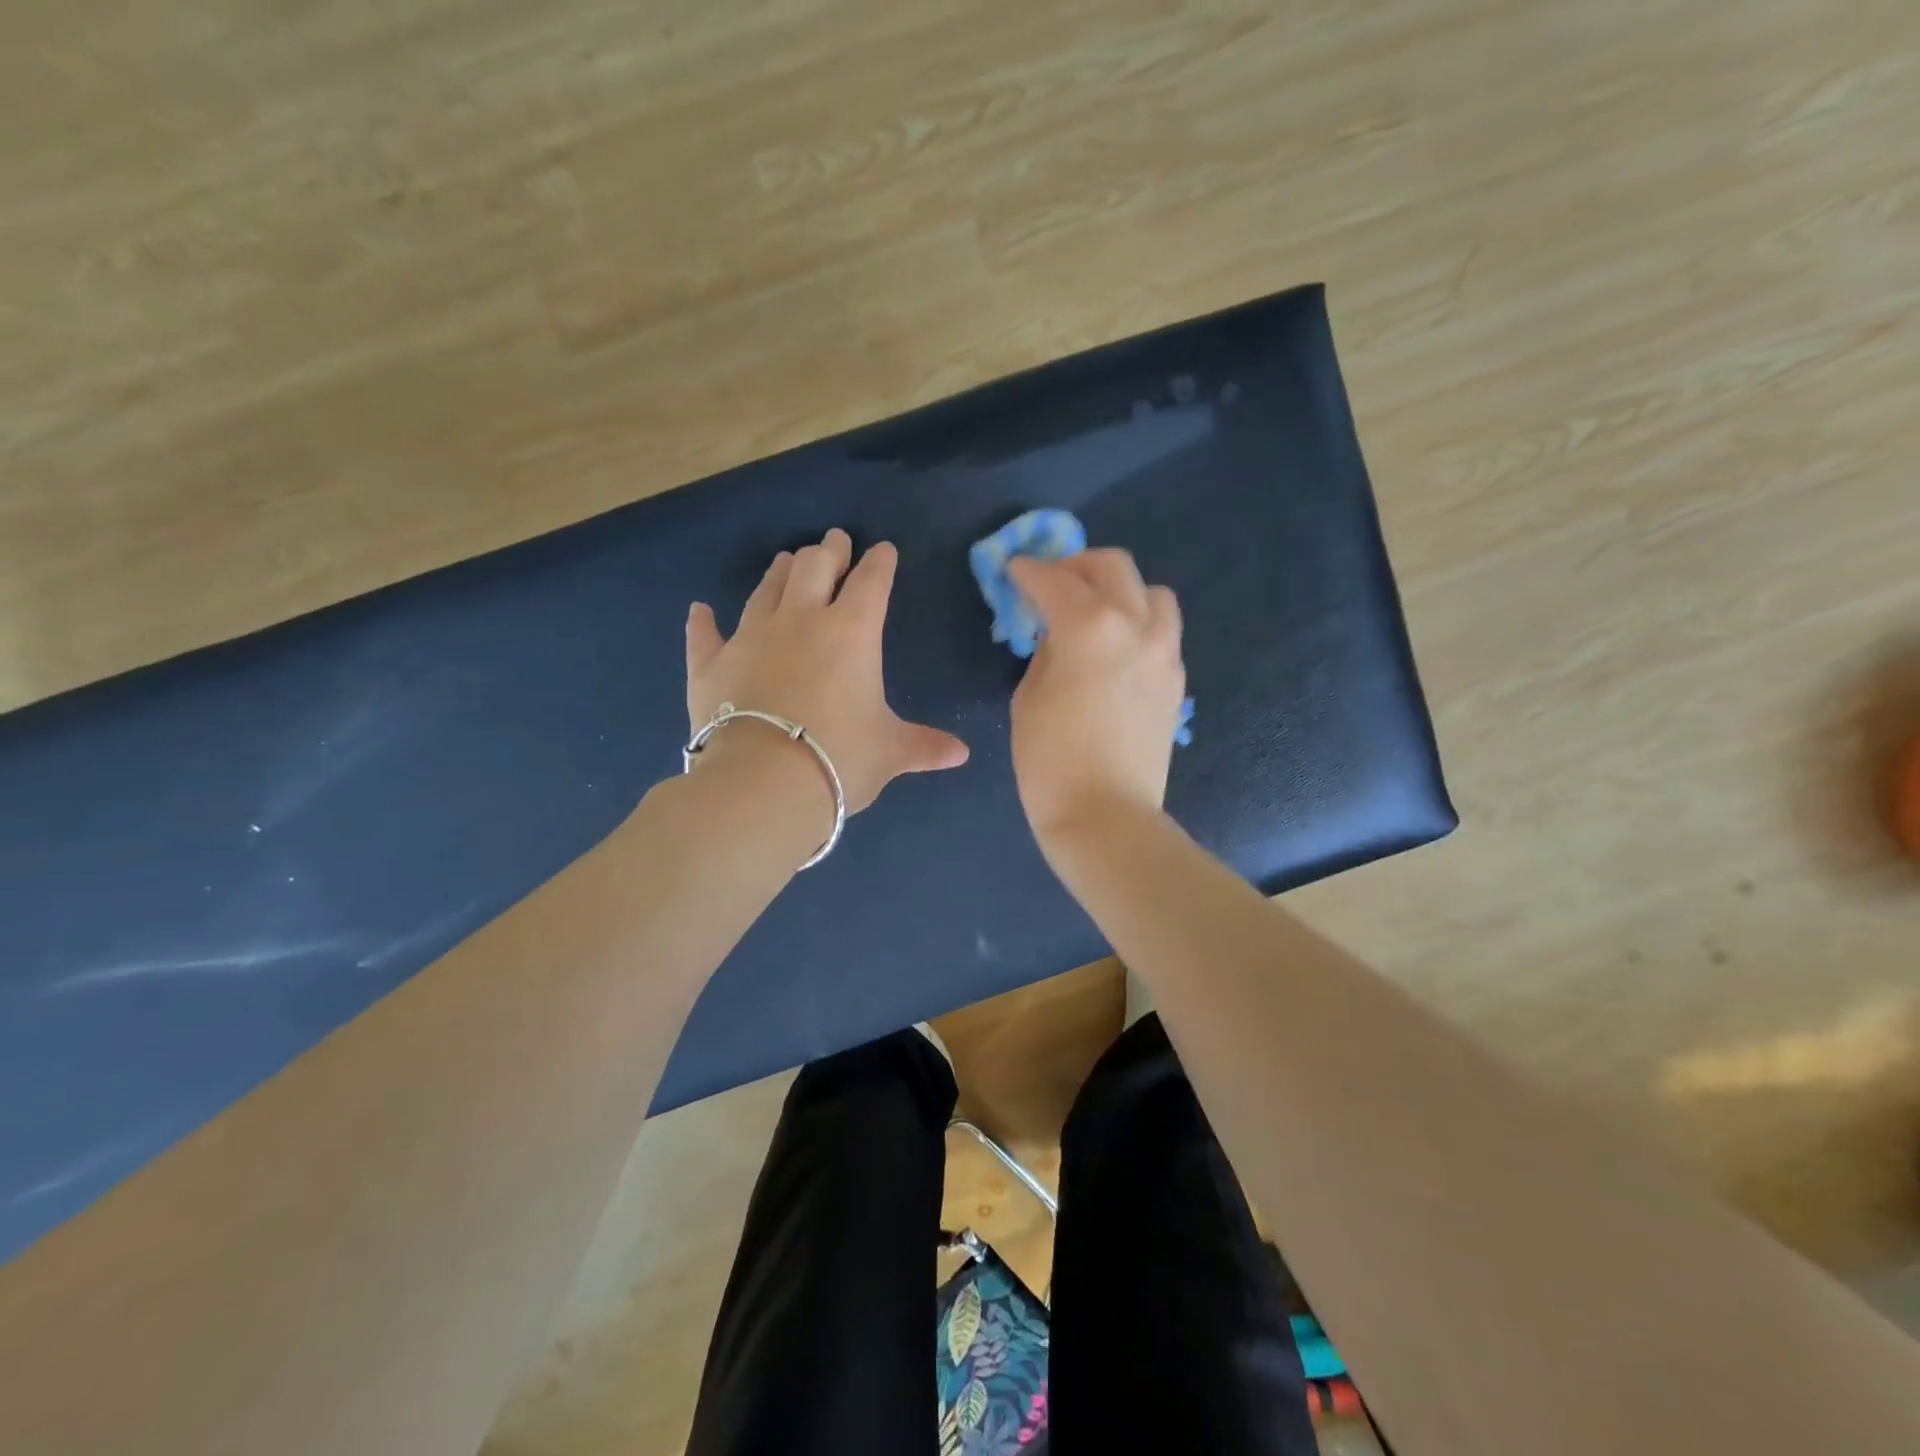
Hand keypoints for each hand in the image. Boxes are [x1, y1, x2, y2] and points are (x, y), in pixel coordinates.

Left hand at [686, 529, 969, 817]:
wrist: (763, 782)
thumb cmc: (839, 758)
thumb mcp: (890, 752)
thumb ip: (924, 746)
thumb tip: (962, 755)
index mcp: (851, 633)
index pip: (871, 583)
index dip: (879, 563)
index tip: (883, 550)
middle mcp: (800, 621)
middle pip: (814, 569)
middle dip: (829, 551)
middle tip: (835, 541)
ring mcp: (750, 638)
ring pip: (766, 591)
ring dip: (780, 573)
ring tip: (787, 559)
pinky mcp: (711, 664)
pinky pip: (706, 635)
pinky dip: (704, 622)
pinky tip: (700, 610)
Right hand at [1007, 550, 1186, 840]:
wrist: (1105, 814)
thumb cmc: (1050, 760)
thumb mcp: (1029, 696)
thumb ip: (1046, 650)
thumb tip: (1058, 634)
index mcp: (1091, 626)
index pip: (1055, 579)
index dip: (1028, 571)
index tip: (1014, 571)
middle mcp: (1136, 625)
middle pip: (1113, 565)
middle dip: (1076, 565)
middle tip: (1052, 583)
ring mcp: (1165, 651)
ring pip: (1151, 592)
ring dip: (1119, 590)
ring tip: (1094, 612)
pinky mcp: (1176, 679)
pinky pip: (1162, 630)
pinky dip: (1138, 624)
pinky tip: (1115, 649)